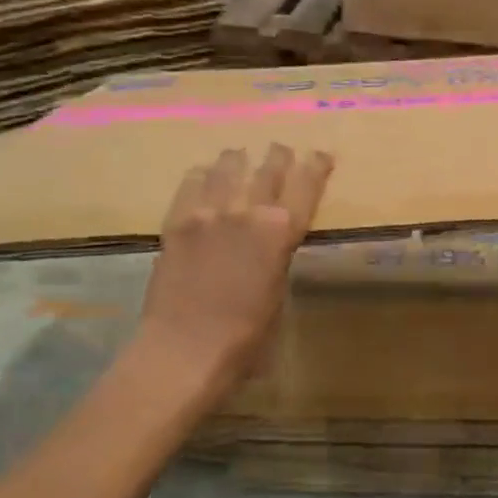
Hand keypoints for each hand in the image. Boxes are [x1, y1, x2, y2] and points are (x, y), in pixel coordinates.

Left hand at [138, 144, 333, 384]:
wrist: (186, 348)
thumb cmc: (246, 335)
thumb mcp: (278, 290)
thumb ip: (277, 254)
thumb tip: (271, 241)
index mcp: (282, 230)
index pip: (306, 184)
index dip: (316, 165)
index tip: (320, 155)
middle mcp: (248, 211)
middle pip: (268, 168)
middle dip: (278, 156)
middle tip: (281, 149)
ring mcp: (209, 212)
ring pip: (228, 167)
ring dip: (239, 160)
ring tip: (240, 156)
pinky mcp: (177, 221)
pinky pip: (192, 183)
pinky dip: (203, 175)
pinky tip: (205, 175)